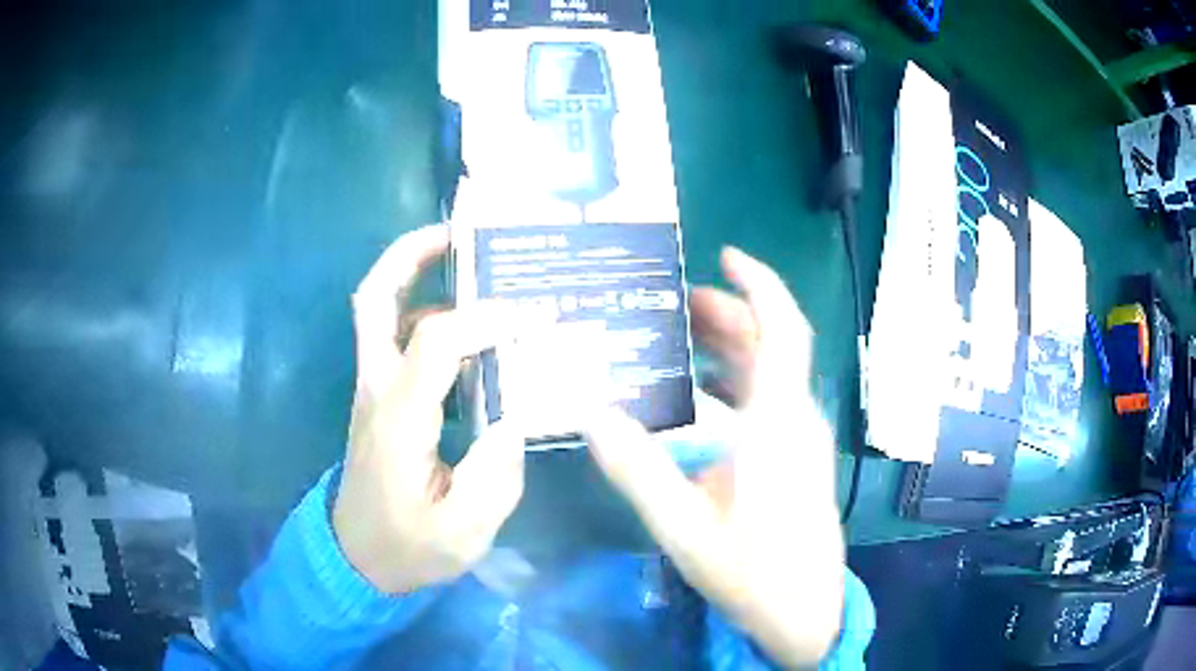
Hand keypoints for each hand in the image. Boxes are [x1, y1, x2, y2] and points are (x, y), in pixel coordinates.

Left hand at [333, 224, 528, 594]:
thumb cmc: (407, 548)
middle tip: (460, 234)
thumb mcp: (463, 533)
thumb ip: (496, 477)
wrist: (357, 559)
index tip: (533, 318)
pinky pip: (397, 337)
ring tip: (473, 267)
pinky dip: (428, 315)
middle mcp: (377, 389)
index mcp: (398, 419)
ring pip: (380, 310)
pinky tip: (470, 332)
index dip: (485, 319)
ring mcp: (373, 389)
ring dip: (418, 278)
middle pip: (375, 298)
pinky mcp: (380, 398)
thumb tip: (516, 415)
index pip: (435, 341)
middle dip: (411, 254)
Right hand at [585, 247, 844, 666]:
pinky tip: (694, 401)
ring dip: (729, 350)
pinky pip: (767, 403)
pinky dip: (733, 385)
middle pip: (771, 346)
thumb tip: (592, 414)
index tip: (725, 255)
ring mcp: (800, 440)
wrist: (804, 611)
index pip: (782, 330)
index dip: (759, 284)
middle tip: (674, 304)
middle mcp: (796, 419)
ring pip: (769, 375)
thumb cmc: (753, 570)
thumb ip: (639, 471)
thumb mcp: (685, 527)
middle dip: (728, 314)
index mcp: (779, 423)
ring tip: (676, 340)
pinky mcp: (796, 459)